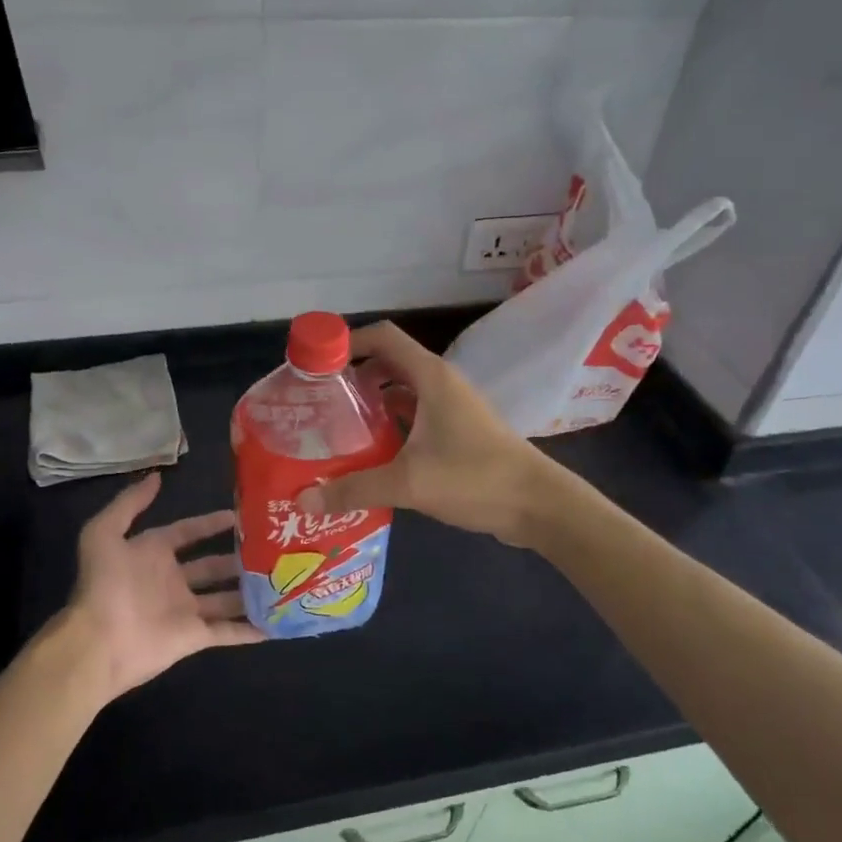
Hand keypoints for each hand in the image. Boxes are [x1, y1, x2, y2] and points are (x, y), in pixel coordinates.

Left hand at [54, 472, 262, 701]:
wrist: (98, 641)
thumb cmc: (104, 584)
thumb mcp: (103, 533)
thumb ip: (129, 503)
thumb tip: (157, 476)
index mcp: (153, 554)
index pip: (187, 532)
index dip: (210, 523)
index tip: (239, 515)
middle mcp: (172, 580)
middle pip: (212, 566)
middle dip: (238, 557)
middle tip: (270, 547)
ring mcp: (186, 610)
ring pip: (226, 597)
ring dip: (250, 590)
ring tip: (282, 578)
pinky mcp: (195, 637)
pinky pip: (228, 631)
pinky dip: (251, 628)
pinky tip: (278, 621)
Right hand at [296, 322, 553, 545]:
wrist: (538, 505)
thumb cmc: (475, 478)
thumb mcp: (409, 483)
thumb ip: (354, 488)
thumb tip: (304, 500)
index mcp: (430, 377)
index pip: (382, 337)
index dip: (346, 342)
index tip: (315, 366)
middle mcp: (439, 383)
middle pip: (387, 363)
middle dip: (351, 377)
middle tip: (317, 402)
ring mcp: (451, 408)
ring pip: (401, 392)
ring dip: (370, 403)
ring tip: (335, 427)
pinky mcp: (456, 432)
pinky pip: (414, 416)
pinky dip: (389, 425)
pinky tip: (368, 452)